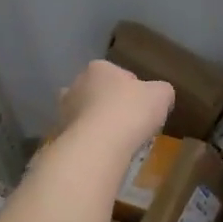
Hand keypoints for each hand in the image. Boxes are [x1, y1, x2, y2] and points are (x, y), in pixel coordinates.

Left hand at [56, 61, 172, 153]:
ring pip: (86, 115)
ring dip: (98, 124)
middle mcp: (76, 84)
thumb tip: (160, 94)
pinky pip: (80, 136)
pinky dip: (90, 142)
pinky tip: (104, 153)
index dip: (134, 91)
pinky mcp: (60, 134)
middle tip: (130, 124)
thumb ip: (162, 91)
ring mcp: (64, 110)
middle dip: (111, 105)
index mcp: (99, 68)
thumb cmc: (131, 111)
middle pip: (99, 93)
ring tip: (116, 142)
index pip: (120, 75)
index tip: (144, 108)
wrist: (98, 145)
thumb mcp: (161, 95)